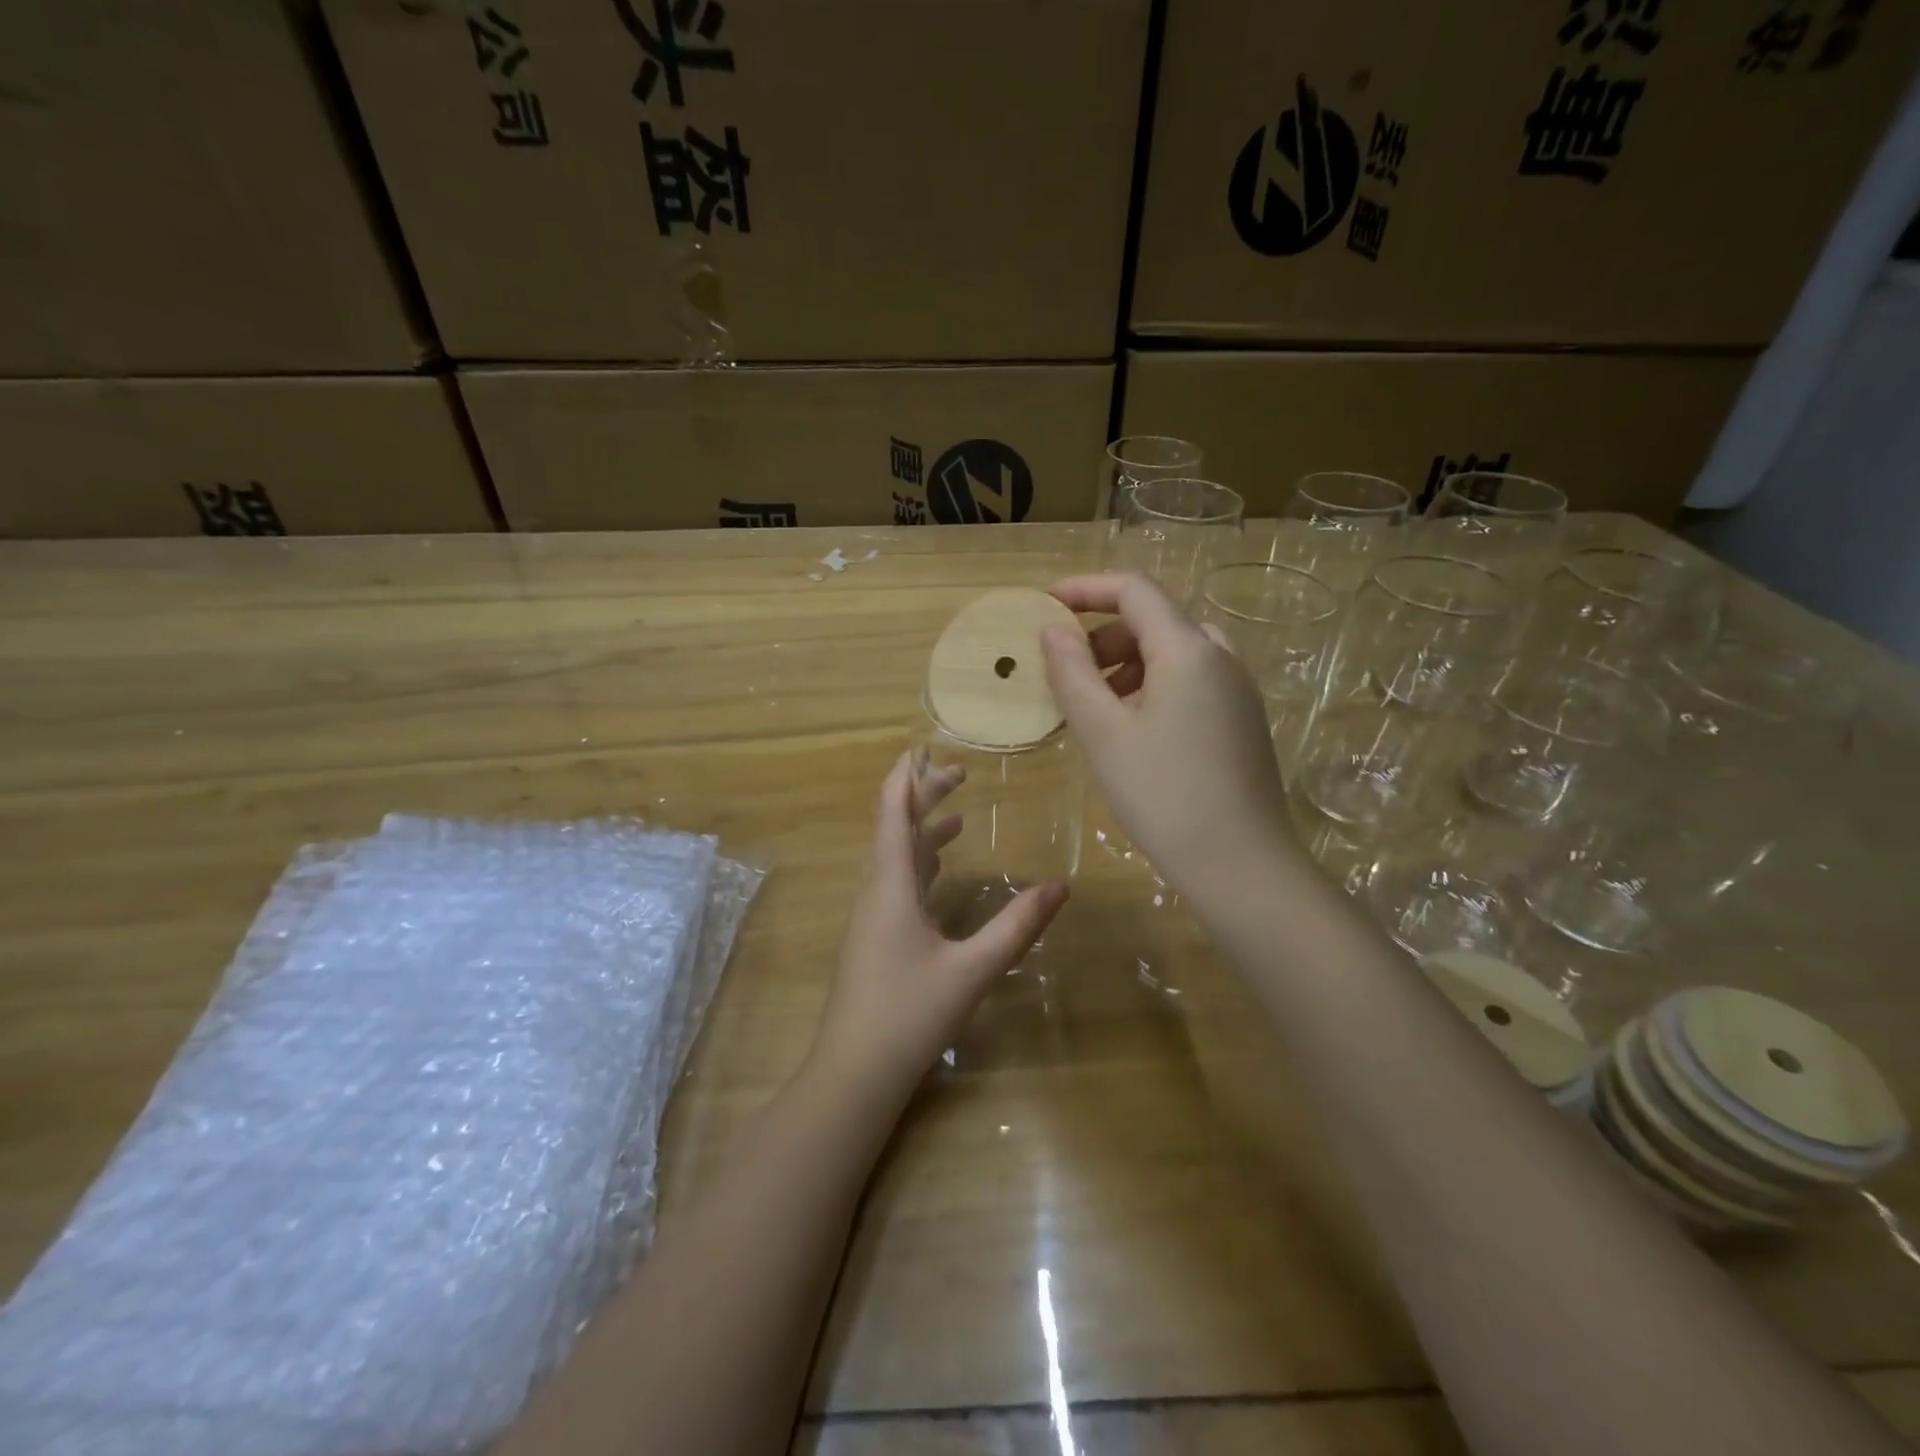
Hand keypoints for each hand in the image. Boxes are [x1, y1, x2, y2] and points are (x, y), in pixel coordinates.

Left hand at [812, 749, 1068, 1098]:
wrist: (854, 1074)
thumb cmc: (908, 1015)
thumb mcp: (971, 970)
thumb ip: (1016, 927)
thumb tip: (1061, 886)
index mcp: (890, 886)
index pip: (892, 813)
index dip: (905, 777)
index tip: (921, 747)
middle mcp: (875, 892)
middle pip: (893, 829)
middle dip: (922, 798)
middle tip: (958, 775)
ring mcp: (870, 917)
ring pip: (894, 859)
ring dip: (921, 833)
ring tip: (956, 819)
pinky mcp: (874, 939)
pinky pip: (895, 884)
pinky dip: (918, 865)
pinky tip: (937, 873)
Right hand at [1040, 572, 1299, 899]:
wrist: (1241, 864)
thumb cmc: (1163, 794)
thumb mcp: (1103, 733)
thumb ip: (1072, 673)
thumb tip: (1053, 631)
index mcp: (1188, 649)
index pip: (1135, 590)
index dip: (1086, 589)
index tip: (1046, 604)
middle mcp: (1221, 656)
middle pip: (1155, 620)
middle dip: (1104, 635)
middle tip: (1068, 674)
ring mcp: (1238, 689)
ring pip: (1174, 652)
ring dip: (1128, 664)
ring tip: (1097, 708)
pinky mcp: (1243, 719)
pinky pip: (1192, 681)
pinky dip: (1154, 686)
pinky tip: (1135, 731)